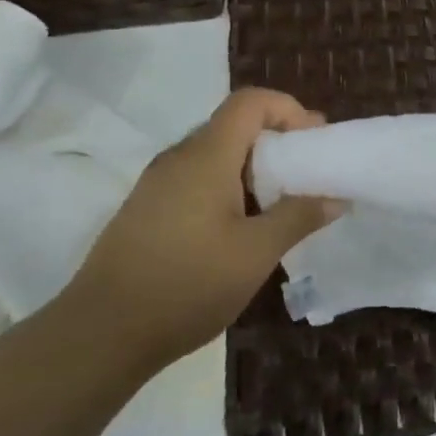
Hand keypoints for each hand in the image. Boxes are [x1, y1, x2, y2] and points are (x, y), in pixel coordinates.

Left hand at [64, 88, 340, 378]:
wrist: (100, 334)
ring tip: (279, 207)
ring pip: (215, 155)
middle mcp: (179, 158)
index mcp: (206, 156)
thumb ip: (299, 217)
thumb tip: (335, 197)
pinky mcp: (146, 210)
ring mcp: (157, 184)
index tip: (314, 143)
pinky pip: (196, 180)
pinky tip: (239, 230)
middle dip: (277, 142)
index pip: (250, 102)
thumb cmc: (186, 285)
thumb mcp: (255, 253)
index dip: (288, 110)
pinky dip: (228, 188)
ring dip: (253, 169)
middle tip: (306, 176)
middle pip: (234, 126)